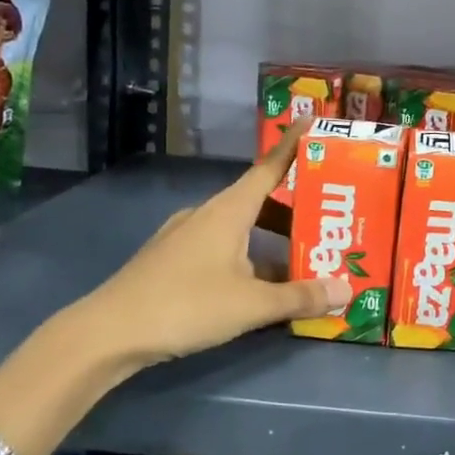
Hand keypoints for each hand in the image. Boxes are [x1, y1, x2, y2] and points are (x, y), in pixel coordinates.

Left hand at [58, 118, 347, 382]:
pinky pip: (222, 249)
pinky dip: (248, 258)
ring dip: (271, 240)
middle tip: (328, 220)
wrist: (108, 333)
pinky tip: (260, 288)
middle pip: (259, 201)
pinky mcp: (172, 261)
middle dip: (294, 209)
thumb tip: (346, 289)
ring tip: (302, 260)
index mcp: (228, 210)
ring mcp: (185, 237)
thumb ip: (300, 297)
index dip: (293, 145)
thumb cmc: (185, 305)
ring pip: (240, 228)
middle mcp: (207, 214)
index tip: (312, 120)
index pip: (269, 167)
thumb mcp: (251, 304)